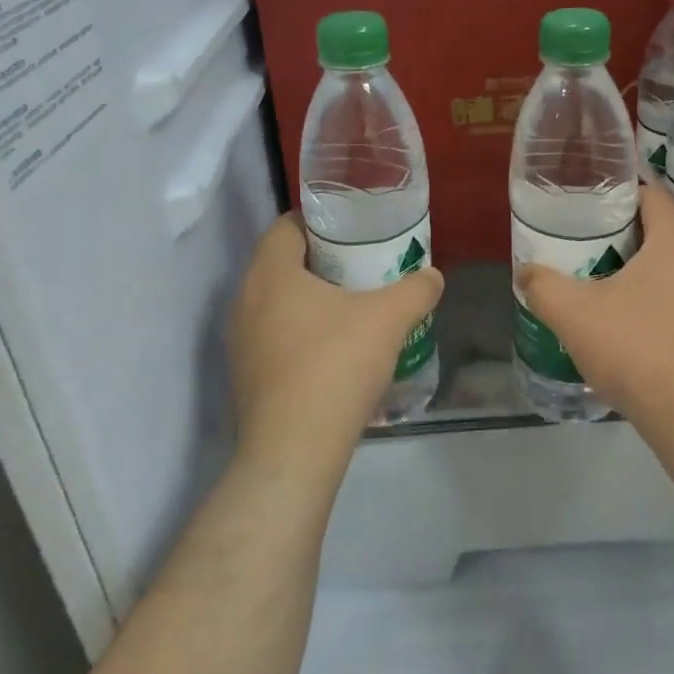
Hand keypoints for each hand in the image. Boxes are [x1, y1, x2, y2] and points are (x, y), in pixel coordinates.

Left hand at [227, 214, 444, 476]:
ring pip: (277, 301)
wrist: (293, 452)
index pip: (286, 225)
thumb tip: (432, 276)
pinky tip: (334, 350)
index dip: (320, 221)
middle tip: (362, 265)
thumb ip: (415, 290)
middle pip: (282, 262)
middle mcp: (245, 300)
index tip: (354, 229)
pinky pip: (274, 335)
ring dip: (311, 298)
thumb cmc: (335, 366)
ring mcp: (240, 341)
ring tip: (352, 306)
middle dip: (322, 260)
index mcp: (270, 273)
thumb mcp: (388, 320)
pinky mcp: (245, 375)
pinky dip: (301, 331)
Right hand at [516, 182, 673, 438]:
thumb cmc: (640, 351)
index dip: (620, 194)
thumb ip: (543, 286)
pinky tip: (637, 327)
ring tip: (608, 286)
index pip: (654, 195)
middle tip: (589, 246)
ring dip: (646, 271)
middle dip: (627, 235)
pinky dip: (664, 300)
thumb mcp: (575, 316)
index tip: (589, 206)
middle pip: (666, 230)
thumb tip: (526, 272)